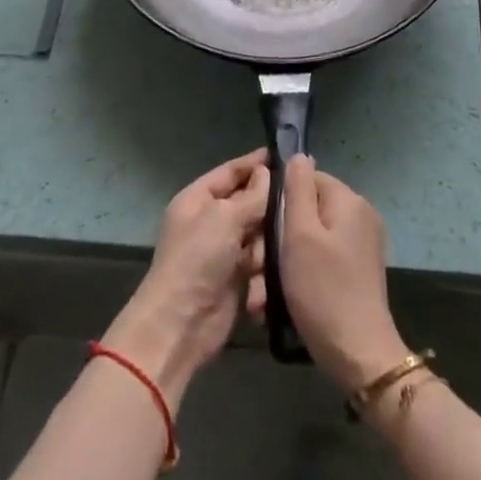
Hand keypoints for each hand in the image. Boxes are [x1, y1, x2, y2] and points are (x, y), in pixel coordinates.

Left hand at [102, 150, 268, 407]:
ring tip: (273, 251)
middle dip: (269, 206)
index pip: (231, 171)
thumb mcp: (224, 217)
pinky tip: (268, 274)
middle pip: (249, 203)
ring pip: (259, 234)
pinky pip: (259, 263)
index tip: (289, 155)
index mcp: (198, 199)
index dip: (257, 163)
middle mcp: (210, 221)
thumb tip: (267, 174)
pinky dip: (264, 269)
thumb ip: (251, 195)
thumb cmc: (197, 259)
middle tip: (300, 203)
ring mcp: (223, 251)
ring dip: (266, 244)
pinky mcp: (236, 279)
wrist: (180, 324)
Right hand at [251, 155, 407, 392]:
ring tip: (261, 296)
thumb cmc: (324, 290)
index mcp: (349, 201)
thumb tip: (298, 155)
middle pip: (307, 212)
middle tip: (255, 270)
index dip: (278, 200)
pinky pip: (321, 262)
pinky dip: (300, 277)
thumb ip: (297, 190)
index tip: (258, 229)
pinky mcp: (357, 273)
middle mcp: (359, 217)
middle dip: (276, 240)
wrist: (360, 357)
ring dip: (282, 264)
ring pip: (309, 241)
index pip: (306, 179)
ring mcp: (361, 246)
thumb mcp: (300, 234)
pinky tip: (278, 304)